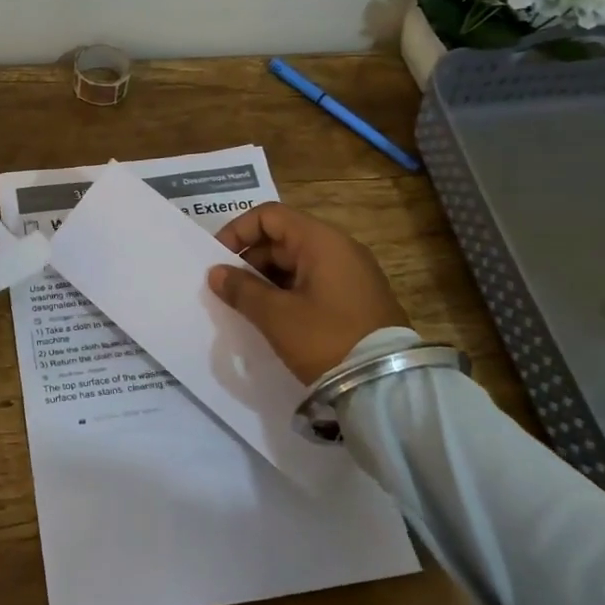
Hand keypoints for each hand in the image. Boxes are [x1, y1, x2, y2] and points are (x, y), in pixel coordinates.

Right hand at [208, 203, 409, 383]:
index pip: (270, 216)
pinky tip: (274, 317)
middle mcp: (340, 248)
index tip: (218, 259)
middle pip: (283, 237)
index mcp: (322, 241)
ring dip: (267, 279)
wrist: (388, 388)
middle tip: (228, 289)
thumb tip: (216, 273)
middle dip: (250, 259)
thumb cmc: (327, 340)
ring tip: (247, 306)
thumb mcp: (276, 316)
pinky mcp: (357, 298)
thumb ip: (241, 289)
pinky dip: (289, 291)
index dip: (238, 231)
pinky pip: (314, 281)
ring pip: (297, 262)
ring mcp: (352, 273)